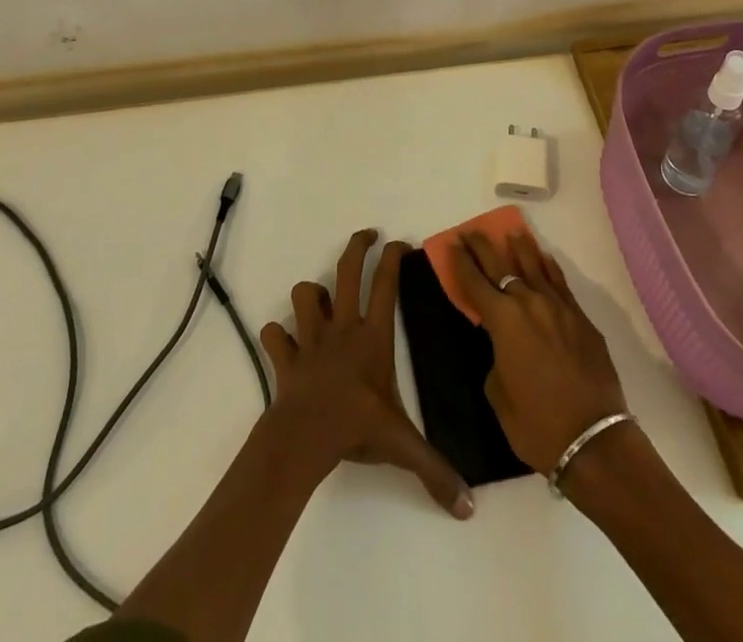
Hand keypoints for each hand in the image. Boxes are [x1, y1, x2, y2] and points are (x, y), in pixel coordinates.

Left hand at [259, 229, 472, 518]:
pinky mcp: (286, 357)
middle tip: (367, 234)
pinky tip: (283, 342)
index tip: (400, 242)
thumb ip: (435, 470)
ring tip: (320, 300)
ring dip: (310, 295)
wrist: (305, 437)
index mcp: (372, 337)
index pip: (385, 285)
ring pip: (304, 295)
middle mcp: (342, 327)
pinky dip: (276, 336)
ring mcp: (310, 339)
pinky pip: (274, 336)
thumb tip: (468, 507)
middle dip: (356, 247)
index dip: (392, 258)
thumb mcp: (402, 445)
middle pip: (346, 272)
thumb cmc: (356, 428)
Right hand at [447, 228, 628, 473]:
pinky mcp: (581, 318)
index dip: (460, 263)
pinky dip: (549, 267)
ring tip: (510, 231)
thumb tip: (503, 346)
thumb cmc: (538, 425)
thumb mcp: (499, 396)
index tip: (451, 244)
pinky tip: (544, 258)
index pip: (474, 283)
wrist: (594, 440)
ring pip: (534, 266)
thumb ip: (495, 359)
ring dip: (519, 248)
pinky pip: (560, 283)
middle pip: (501, 265)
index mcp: (503, 322)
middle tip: (470, 232)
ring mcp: (558, 307)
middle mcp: (529, 303)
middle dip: (483, 247)